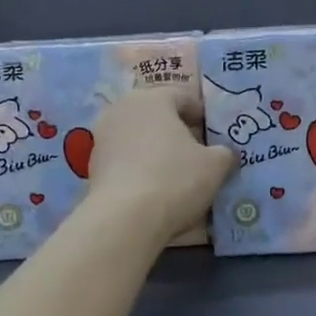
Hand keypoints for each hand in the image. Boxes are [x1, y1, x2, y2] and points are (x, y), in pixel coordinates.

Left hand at [84, 90, 234, 243]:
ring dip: (154, 148)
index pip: (184, 97)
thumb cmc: (175, 179)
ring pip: (138, 136)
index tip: (213, 135)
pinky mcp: (91, 163)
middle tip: (196, 153)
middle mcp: (123, 108)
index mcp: (153, 98)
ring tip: (173, 172)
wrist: (124, 218)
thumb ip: (224, 153)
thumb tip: (224, 153)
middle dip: (176, 130)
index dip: (202, 116)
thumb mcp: (215, 166)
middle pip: (157, 115)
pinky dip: (138, 166)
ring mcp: (103, 135)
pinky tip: (151, 187)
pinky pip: (124, 158)